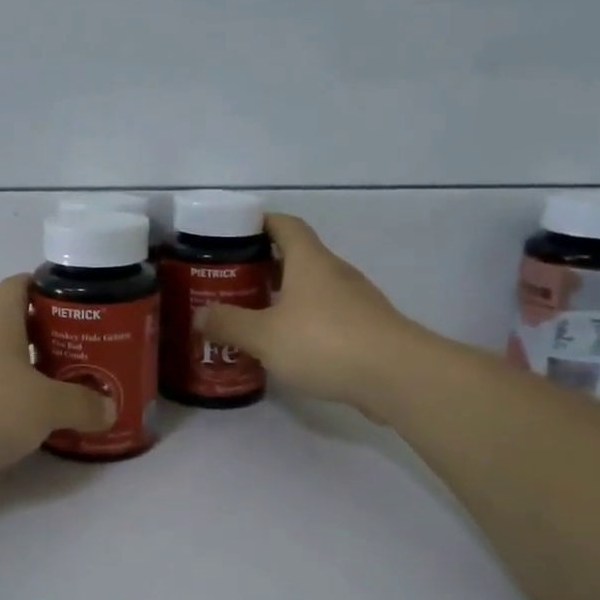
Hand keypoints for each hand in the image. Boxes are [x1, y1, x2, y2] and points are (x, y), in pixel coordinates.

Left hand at [0, 275, 115, 476]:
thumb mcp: (44, 405)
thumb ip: (80, 405)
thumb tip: (108, 408)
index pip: (20, 285)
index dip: (47, 287)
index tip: (77, 303)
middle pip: (15, 327)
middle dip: (49, 339)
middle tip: (85, 357)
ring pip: (0, 366)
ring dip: (28, 377)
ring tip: (64, 395)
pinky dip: (7, 407)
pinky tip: (28, 427)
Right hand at [197, 214, 424, 409]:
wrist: (397, 376)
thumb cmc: (325, 342)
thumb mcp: (264, 335)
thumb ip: (229, 324)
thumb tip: (201, 315)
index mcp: (310, 261)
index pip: (285, 225)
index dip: (261, 223)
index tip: (235, 232)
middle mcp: (335, 273)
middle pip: (299, 257)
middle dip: (266, 265)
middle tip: (234, 282)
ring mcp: (357, 301)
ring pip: (314, 289)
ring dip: (286, 297)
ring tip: (256, 317)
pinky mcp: (368, 329)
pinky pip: (329, 316)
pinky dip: (306, 322)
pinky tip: (289, 346)